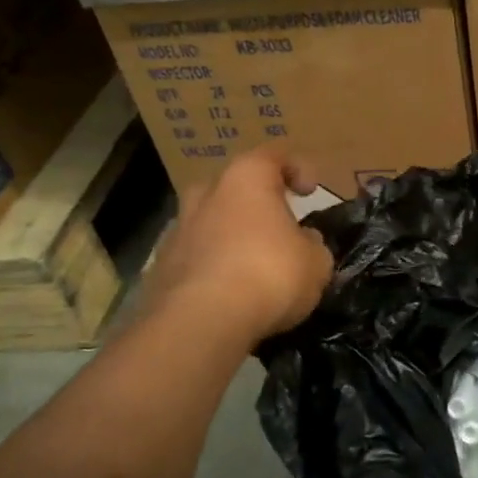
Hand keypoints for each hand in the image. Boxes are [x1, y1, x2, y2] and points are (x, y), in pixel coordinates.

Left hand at [145, 147, 334, 342]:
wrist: (201, 322)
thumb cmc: (269, 274)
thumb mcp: (316, 262)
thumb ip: (313, 245)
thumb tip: (305, 242)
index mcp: (246, 179)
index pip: (274, 156)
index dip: (298, 168)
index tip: (311, 191)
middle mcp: (206, 194)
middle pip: (234, 187)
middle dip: (255, 203)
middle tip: (277, 225)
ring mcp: (178, 230)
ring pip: (210, 222)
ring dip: (232, 236)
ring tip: (254, 264)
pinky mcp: (161, 267)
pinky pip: (196, 258)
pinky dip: (214, 267)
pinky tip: (231, 293)